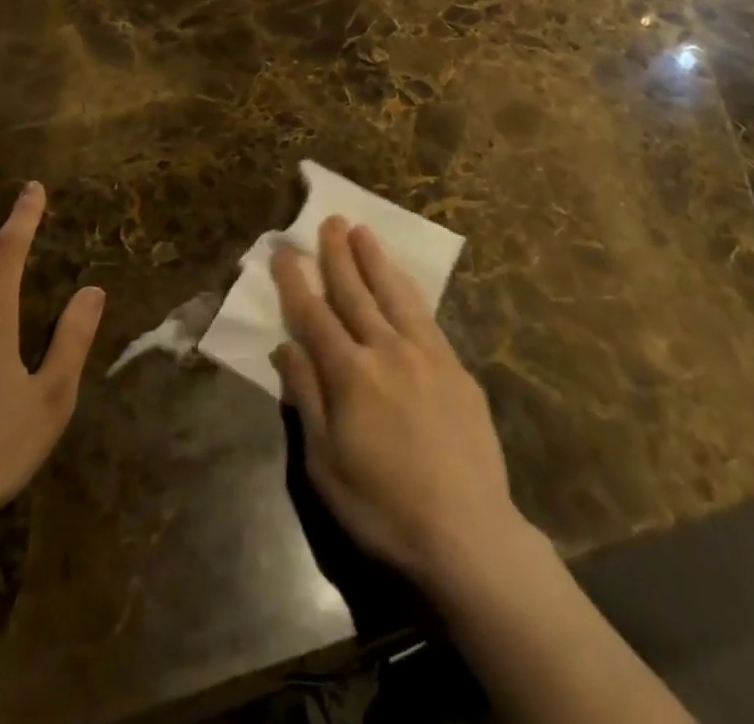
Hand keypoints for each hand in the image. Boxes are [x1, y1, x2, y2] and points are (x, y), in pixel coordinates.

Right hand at [270, 219, 528, 597]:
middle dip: (338, 255)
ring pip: (394, 294)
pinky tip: (403, 280)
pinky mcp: (456, 367)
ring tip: (363, 231)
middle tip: (330, 220)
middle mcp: (387, 350)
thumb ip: (306, 398)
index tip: (285, 251)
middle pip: (356, 292)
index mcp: (350, 374)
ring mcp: (426, 354)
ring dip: (376, 260)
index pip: (314, 315)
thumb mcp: (326, 464)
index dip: (296, 282)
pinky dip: (409, 290)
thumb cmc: (383, 506)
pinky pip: (426, 315)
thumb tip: (285, 346)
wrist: (469, 533)